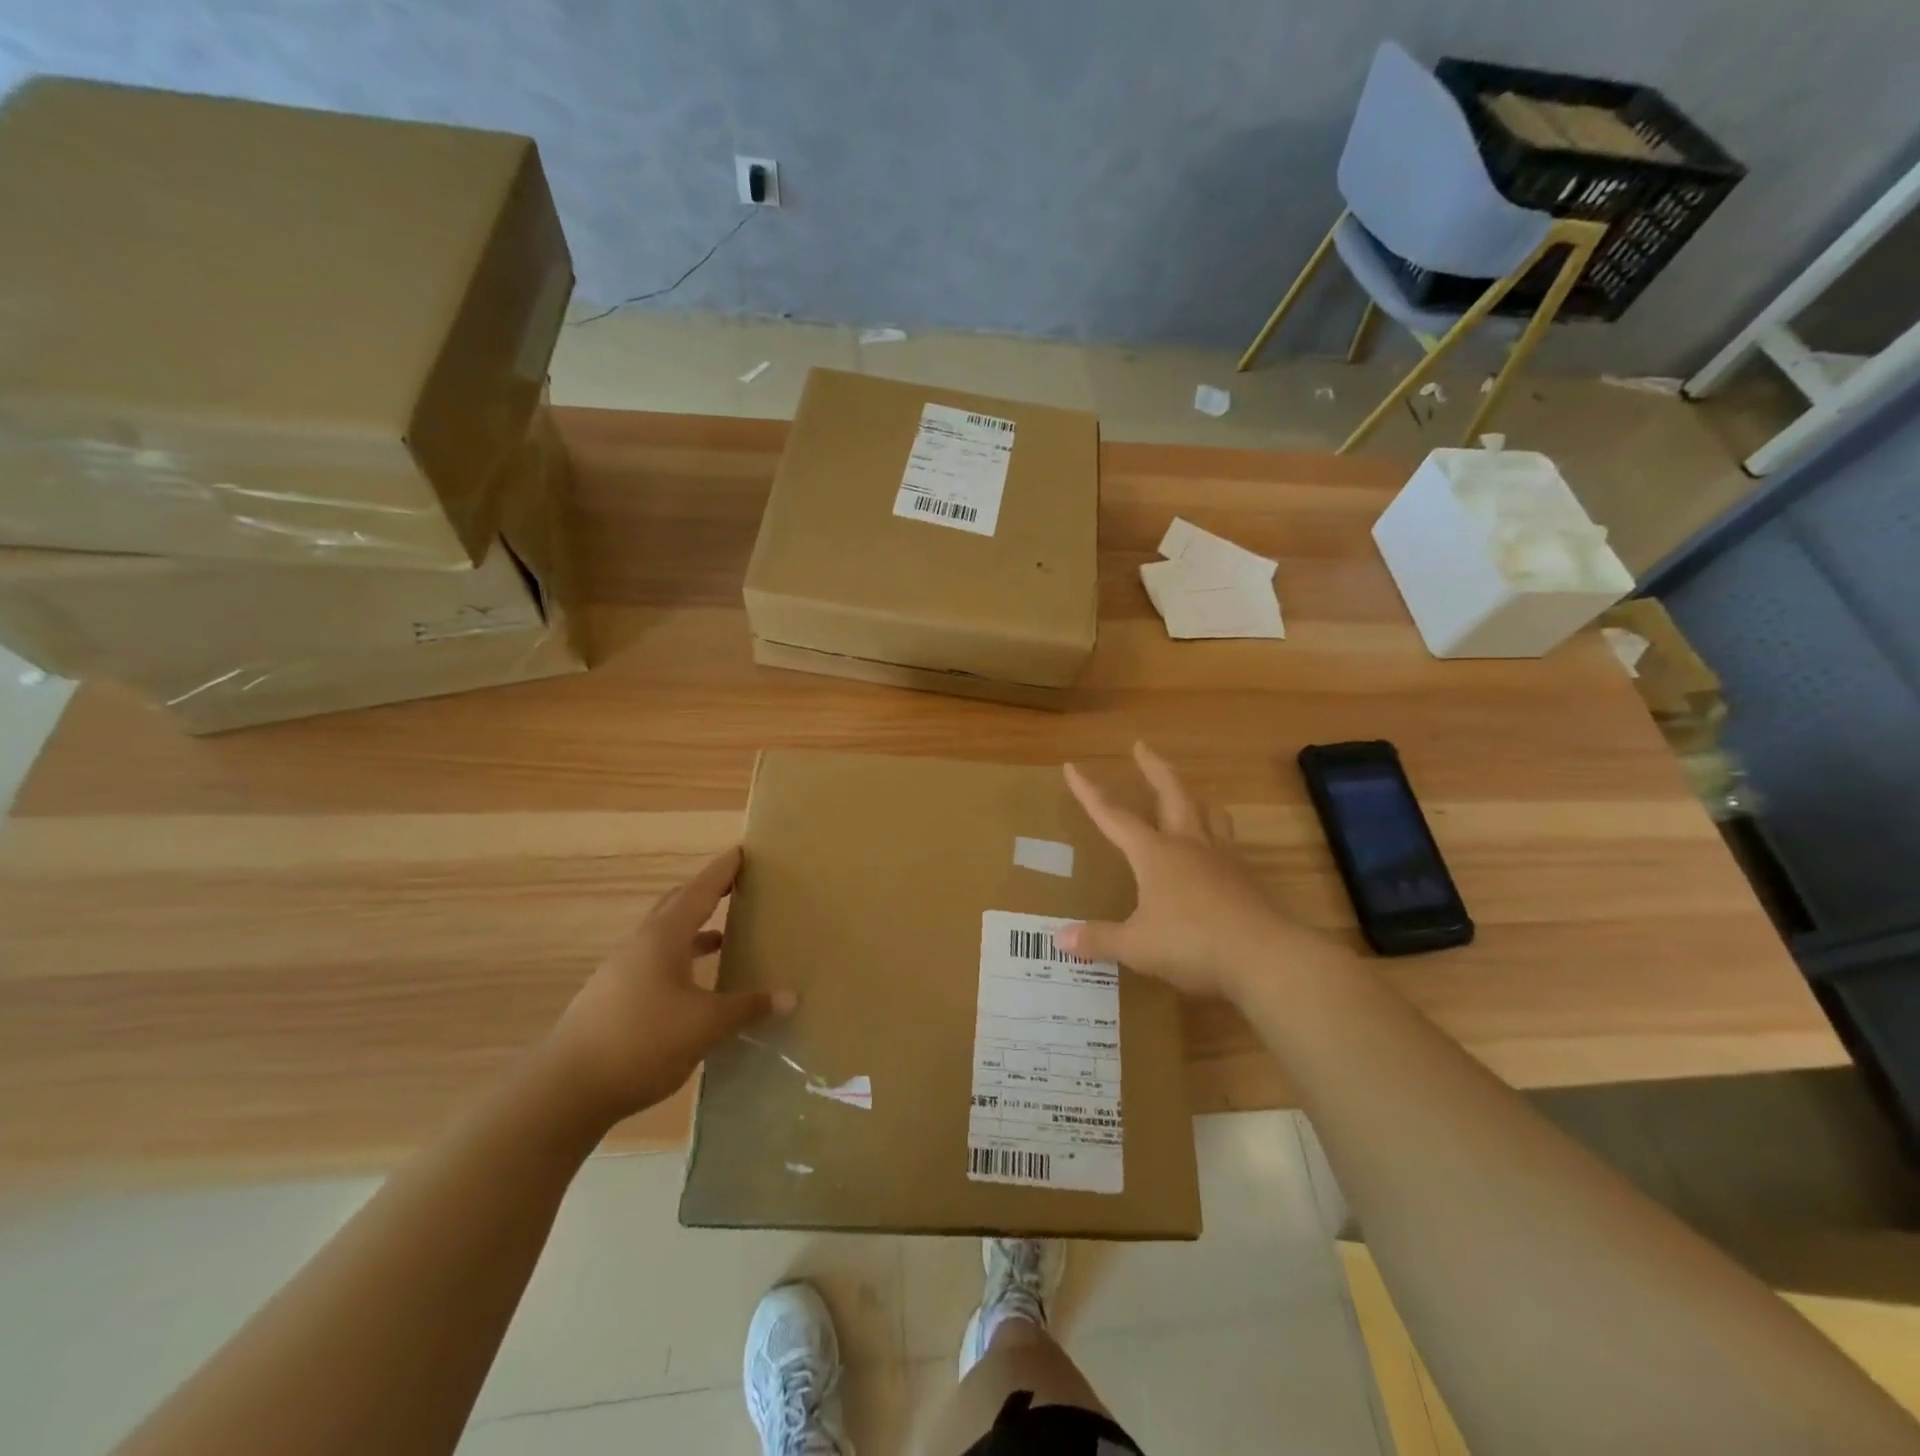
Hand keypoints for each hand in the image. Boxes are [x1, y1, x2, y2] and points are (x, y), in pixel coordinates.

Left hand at [546, 847, 791, 1120]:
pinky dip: (681, 958)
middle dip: (707, 892)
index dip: (723, 871)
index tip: (743, 851)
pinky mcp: (614, 996)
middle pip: (677, 905)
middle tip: (737, 885)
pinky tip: (695, 983)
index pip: (700, 891)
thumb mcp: (706, 1025)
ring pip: (665, 935)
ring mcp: (623, 970)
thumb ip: (748, 1007)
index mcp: (664, 938)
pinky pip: (655, 961)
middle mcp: (641, 945)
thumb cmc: (643, 1042)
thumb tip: (791, 996)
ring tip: (724, 933)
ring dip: (693, 928)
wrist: (566, 1090)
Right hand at [1058, 742, 1334, 1000]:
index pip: (1113, 815)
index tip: (1073, 766)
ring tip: (1191, 796)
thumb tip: (1060, 938)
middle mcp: (1188, 845)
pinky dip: (1218, 837)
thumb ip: (1099, 939)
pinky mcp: (1246, 879)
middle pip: (1172, 794)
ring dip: (1196, 799)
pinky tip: (1216, 852)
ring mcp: (1222, 859)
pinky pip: (1229, 845)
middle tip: (1142, 746)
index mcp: (1154, 853)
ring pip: (1209, 815)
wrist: (1264, 956)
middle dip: (1154, 768)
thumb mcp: (1137, 945)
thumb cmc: (1191, 943)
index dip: (1090, 791)